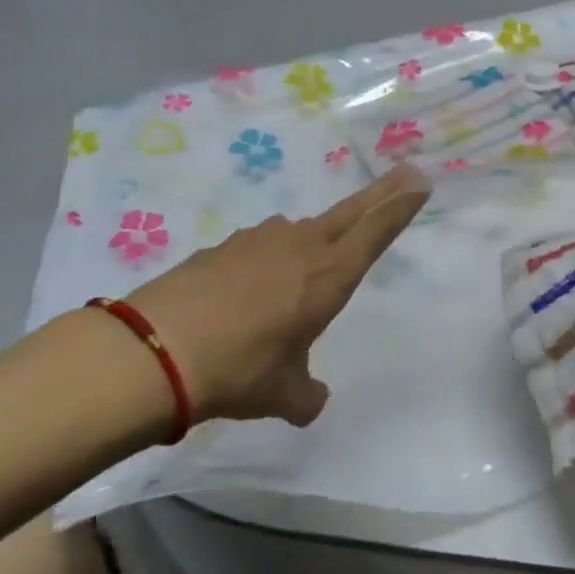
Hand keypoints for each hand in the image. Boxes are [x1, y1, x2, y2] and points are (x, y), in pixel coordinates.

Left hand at [124, 165, 428, 428]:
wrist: (153, 351)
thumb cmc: (239, 370)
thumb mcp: (283, 394)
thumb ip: (307, 396)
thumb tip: (312, 402)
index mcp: (329, 276)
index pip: (376, 232)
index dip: (401, 206)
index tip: (421, 181)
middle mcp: (300, 247)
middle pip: (351, 212)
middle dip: (382, 193)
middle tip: (406, 172)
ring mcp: (258, 241)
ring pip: (301, 230)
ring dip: (316, 237)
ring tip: (309, 265)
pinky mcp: (222, 246)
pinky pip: (261, 246)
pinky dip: (269, 258)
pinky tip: (252, 287)